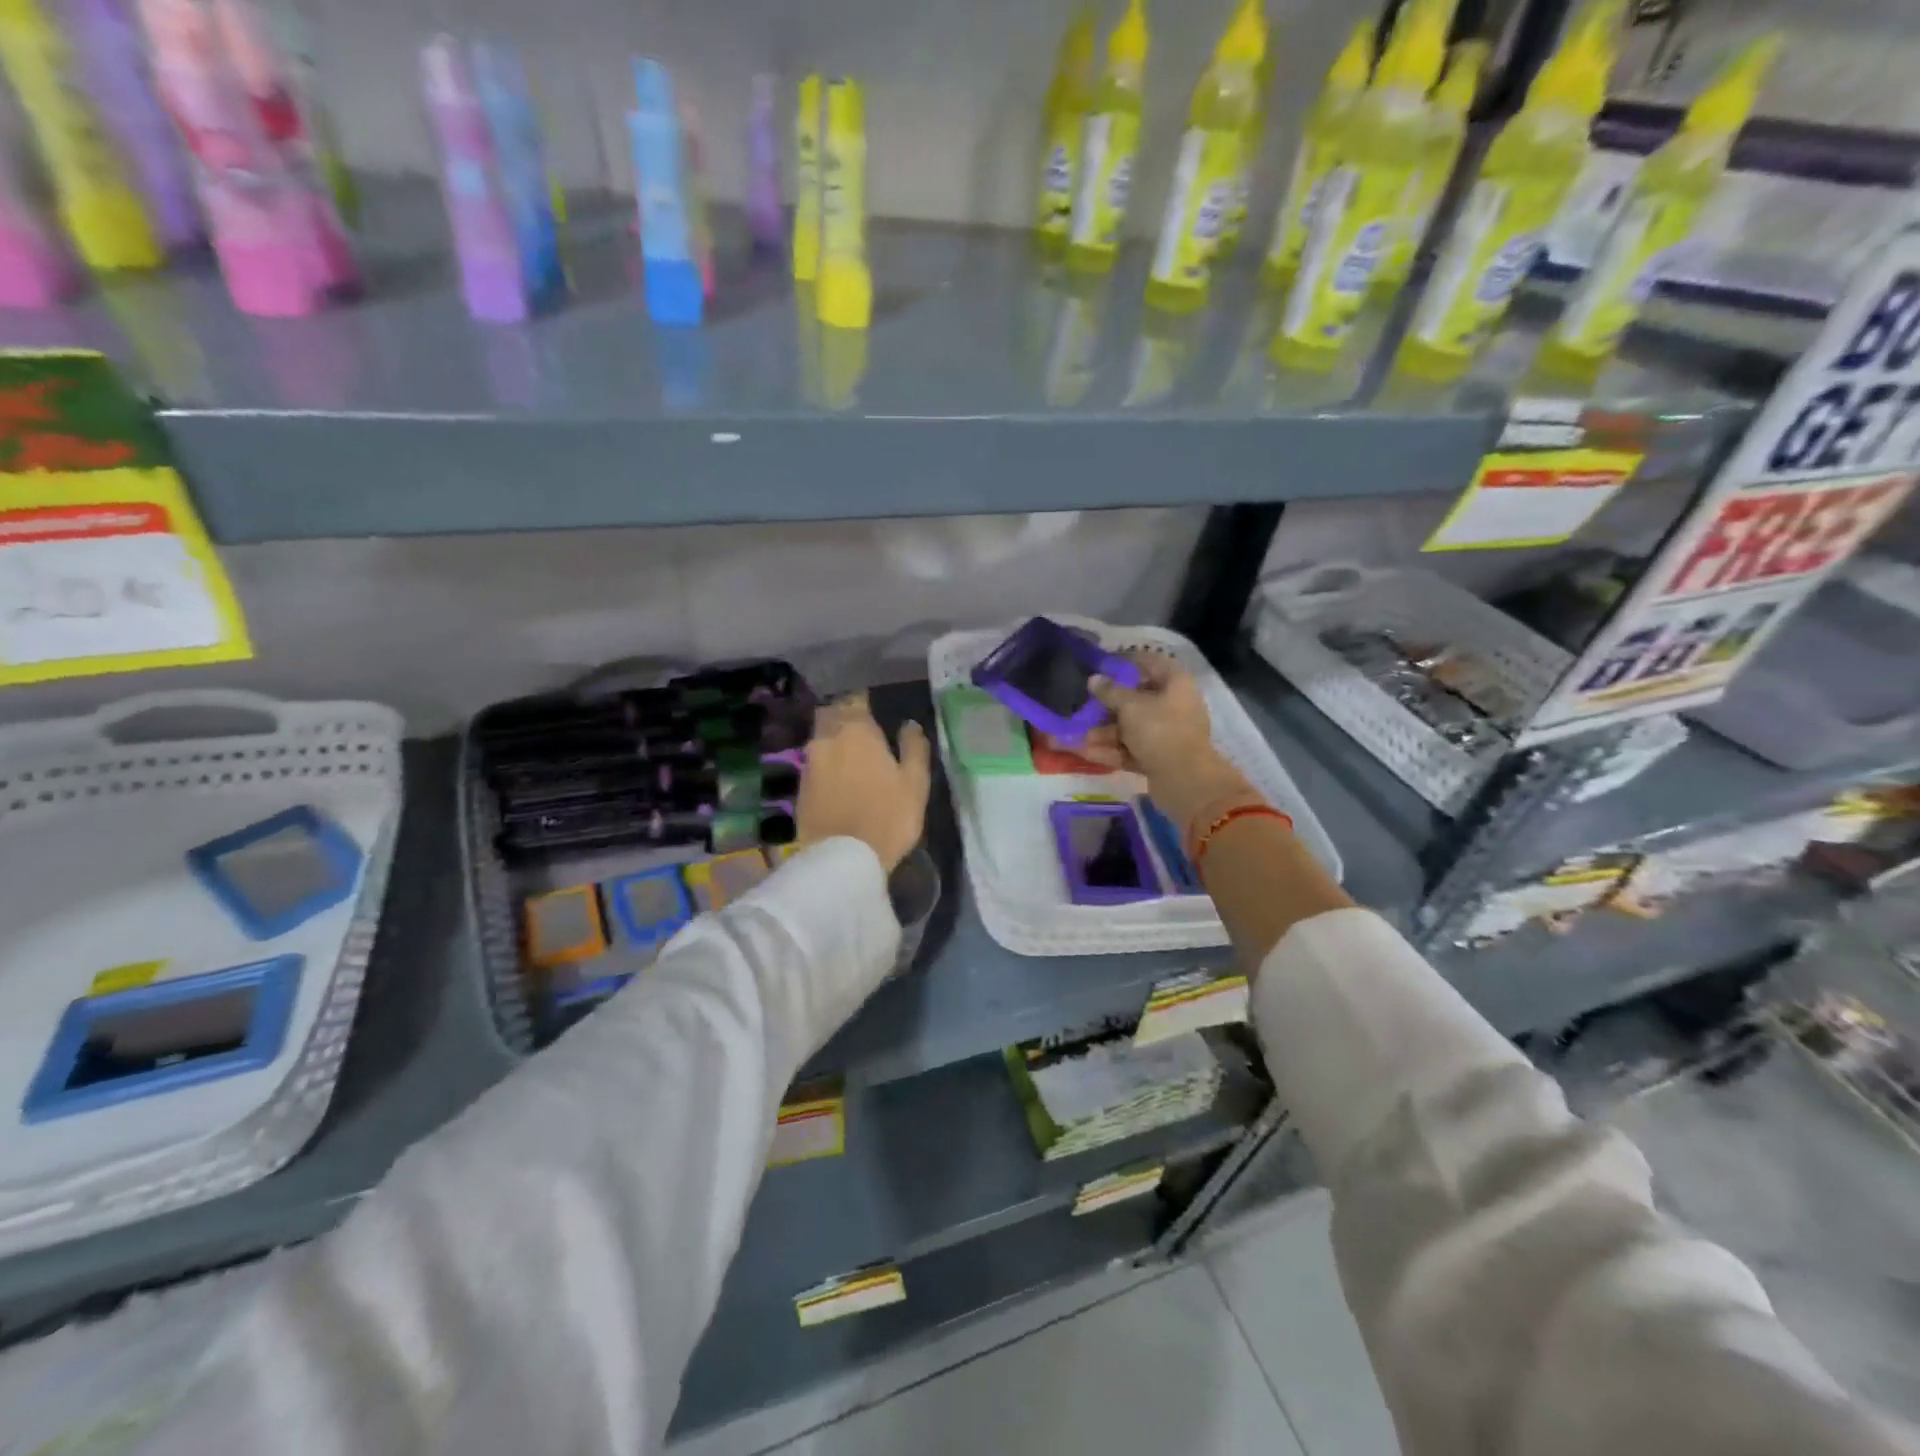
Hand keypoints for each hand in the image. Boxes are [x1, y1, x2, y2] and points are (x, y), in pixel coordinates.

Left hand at [796, 693, 931, 873]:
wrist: (843, 859)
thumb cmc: (888, 816)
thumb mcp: (915, 782)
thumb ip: (914, 748)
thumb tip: (910, 725)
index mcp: (856, 730)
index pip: (855, 700)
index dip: (864, 700)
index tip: (873, 704)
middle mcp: (826, 739)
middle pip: (830, 715)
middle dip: (843, 715)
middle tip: (861, 726)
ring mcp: (809, 764)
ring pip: (819, 739)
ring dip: (833, 740)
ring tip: (850, 753)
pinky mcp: (800, 789)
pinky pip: (814, 765)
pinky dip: (825, 764)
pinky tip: (837, 777)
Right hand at [1085, 652, 1252, 827]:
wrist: (1185, 780)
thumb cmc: (1160, 731)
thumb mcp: (1130, 706)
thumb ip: (1110, 691)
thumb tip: (1094, 679)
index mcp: (1175, 683)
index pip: (1150, 662)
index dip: (1126, 661)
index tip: (1102, 665)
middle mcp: (1175, 705)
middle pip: (1137, 699)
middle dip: (1107, 705)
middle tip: (1082, 704)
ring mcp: (1168, 733)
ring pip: (1131, 727)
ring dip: (1104, 731)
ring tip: (1076, 735)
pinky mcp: (1160, 757)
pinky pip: (1132, 748)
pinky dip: (1111, 750)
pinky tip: (1085, 752)